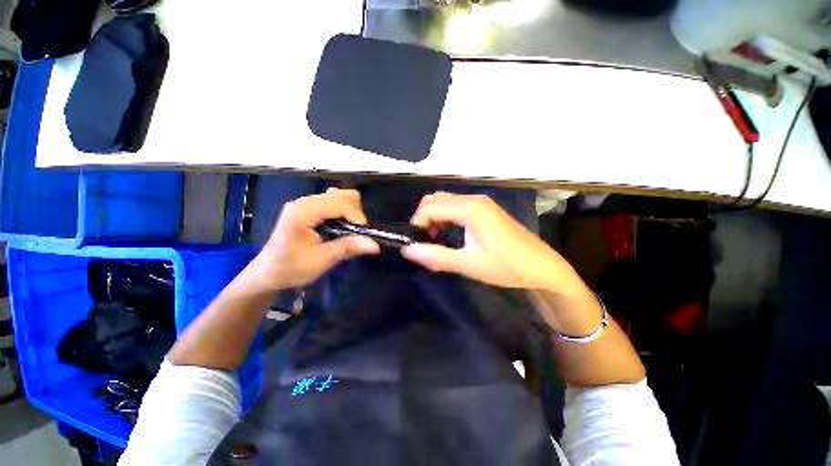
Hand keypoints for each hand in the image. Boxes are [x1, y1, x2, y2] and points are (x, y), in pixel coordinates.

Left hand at [246, 188, 379, 290]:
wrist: (267, 273)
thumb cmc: (290, 268)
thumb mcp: (321, 260)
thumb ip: (348, 248)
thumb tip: (375, 245)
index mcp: (303, 211)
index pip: (340, 203)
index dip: (356, 216)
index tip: (363, 234)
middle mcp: (304, 202)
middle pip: (341, 195)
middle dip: (354, 213)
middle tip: (354, 234)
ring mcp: (305, 203)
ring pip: (339, 195)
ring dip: (349, 211)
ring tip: (348, 229)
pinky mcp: (307, 208)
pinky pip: (332, 201)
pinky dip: (342, 210)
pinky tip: (339, 224)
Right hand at [402, 192, 583, 291]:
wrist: (542, 267)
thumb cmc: (506, 266)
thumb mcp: (468, 264)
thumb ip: (436, 256)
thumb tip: (407, 250)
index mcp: (470, 209)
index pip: (429, 207)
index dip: (417, 224)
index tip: (417, 244)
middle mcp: (473, 199)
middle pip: (435, 199)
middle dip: (424, 219)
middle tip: (427, 242)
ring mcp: (481, 203)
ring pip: (446, 202)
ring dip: (435, 218)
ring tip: (437, 240)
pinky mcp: (485, 209)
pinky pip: (457, 206)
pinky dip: (446, 217)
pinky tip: (451, 235)